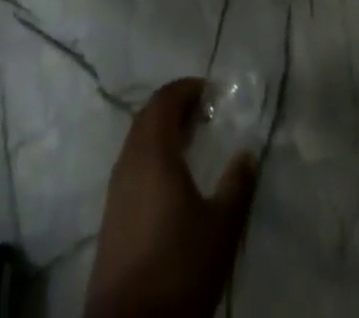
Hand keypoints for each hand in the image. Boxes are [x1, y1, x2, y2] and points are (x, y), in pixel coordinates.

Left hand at [84, 77, 259, 317]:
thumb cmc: (178, 269)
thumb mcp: (220, 228)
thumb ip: (237, 185)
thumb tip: (248, 153)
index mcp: (153, 153)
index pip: (165, 100)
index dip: (187, 88)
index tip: (212, 91)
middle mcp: (129, 162)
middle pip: (148, 117)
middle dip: (175, 106)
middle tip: (205, 112)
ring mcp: (115, 191)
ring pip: (138, 143)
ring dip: (163, 132)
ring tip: (192, 142)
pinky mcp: (111, 218)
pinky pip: (132, 167)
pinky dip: (153, 157)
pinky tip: (172, 180)